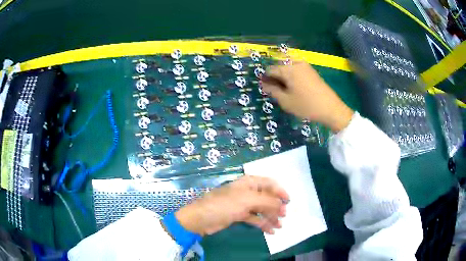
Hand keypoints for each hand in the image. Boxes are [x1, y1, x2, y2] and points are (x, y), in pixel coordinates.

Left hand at [175, 175, 288, 235]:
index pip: (269, 184)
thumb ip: (267, 201)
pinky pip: (254, 218)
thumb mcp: (248, 201)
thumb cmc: (225, 205)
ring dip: (271, 217)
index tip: (289, 201)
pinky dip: (262, 223)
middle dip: (276, 207)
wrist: (202, 219)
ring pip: (261, 209)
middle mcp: (247, 192)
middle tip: (283, 216)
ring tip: (279, 226)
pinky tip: (270, 231)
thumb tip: (282, 205)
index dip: (280, 191)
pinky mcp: (239, 215)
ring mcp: (243, 204)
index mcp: (249, 183)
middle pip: (266, 198)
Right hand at [261, 61, 353, 132]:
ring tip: (285, 91)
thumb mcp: (285, 101)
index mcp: (288, 69)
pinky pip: (296, 70)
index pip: (270, 69)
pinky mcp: (312, 71)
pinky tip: (295, 88)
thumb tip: (263, 84)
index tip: (265, 89)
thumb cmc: (306, 105)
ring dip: (283, 77)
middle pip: (279, 67)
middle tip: (276, 91)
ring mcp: (306, 66)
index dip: (265, 79)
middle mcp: (296, 63)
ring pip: (288, 68)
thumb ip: (272, 90)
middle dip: (275, 77)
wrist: (331, 108)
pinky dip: (292, 77)